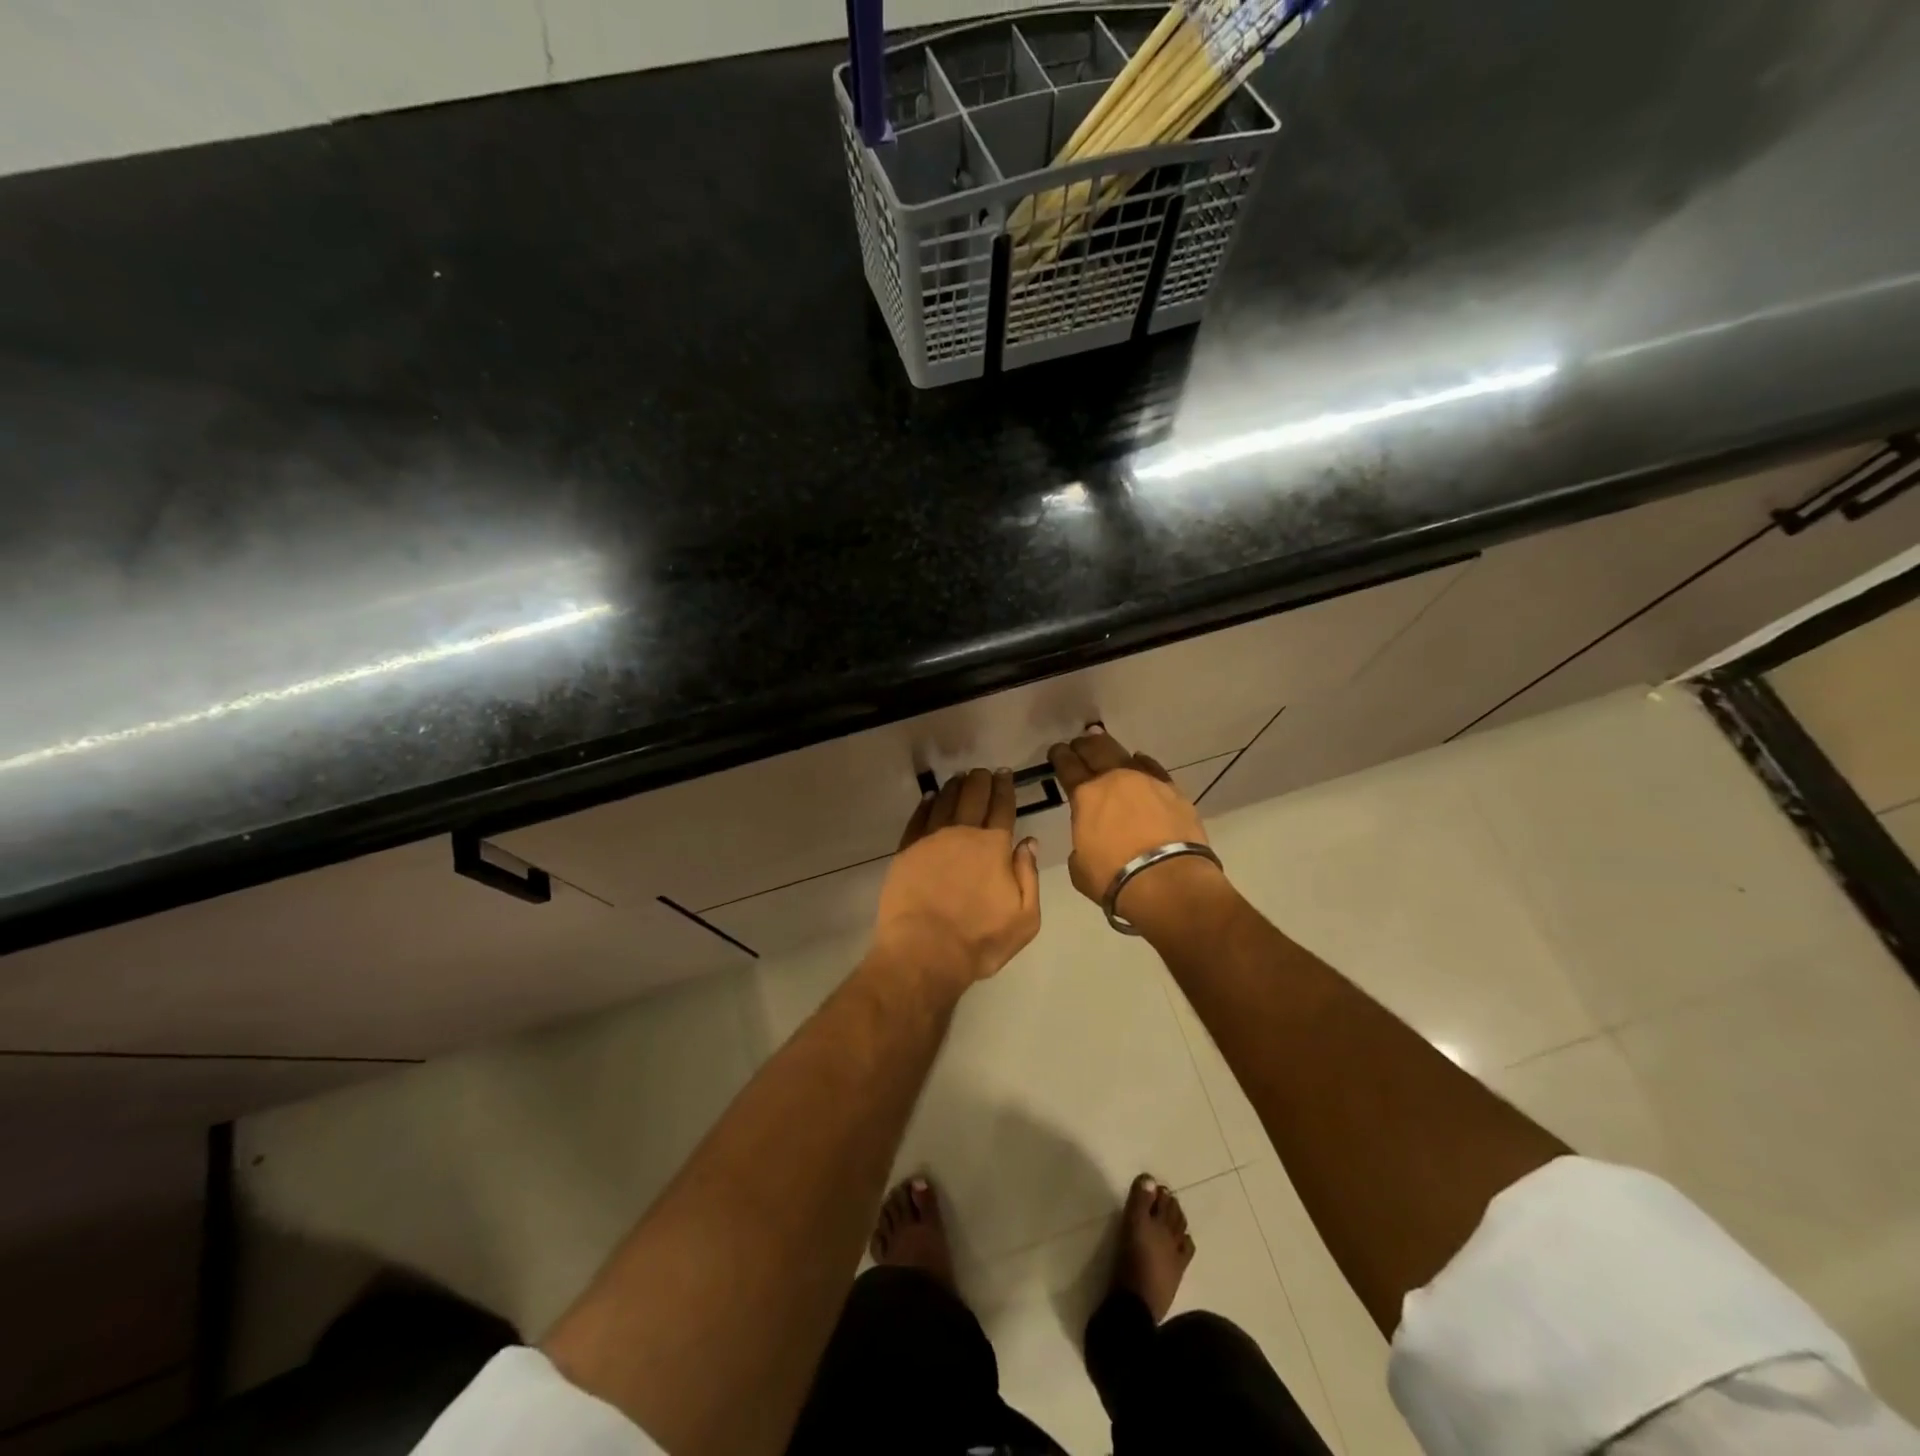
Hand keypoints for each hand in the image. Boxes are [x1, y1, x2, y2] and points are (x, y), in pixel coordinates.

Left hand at [872, 768, 1041, 995]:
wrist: (924, 952)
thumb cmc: (979, 940)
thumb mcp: (1024, 918)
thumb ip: (1029, 876)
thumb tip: (1028, 842)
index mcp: (993, 847)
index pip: (1002, 808)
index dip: (1005, 788)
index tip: (1005, 774)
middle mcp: (962, 834)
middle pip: (973, 797)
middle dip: (980, 781)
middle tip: (983, 771)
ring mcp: (931, 840)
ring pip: (945, 802)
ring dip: (954, 787)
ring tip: (959, 777)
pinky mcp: (907, 851)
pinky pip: (918, 818)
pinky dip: (926, 805)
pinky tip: (930, 798)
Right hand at [1048, 727, 1225, 933]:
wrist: (1168, 881)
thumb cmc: (1115, 878)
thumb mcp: (1079, 867)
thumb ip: (1081, 845)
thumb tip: (1090, 839)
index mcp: (1085, 796)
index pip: (1067, 766)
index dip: (1060, 756)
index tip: (1057, 751)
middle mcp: (1114, 780)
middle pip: (1095, 750)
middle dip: (1083, 744)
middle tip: (1079, 742)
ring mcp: (1146, 781)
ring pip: (1124, 754)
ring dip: (1109, 747)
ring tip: (1103, 741)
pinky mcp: (1173, 790)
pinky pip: (1153, 768)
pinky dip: (1142, 763)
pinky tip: (1139, 759)